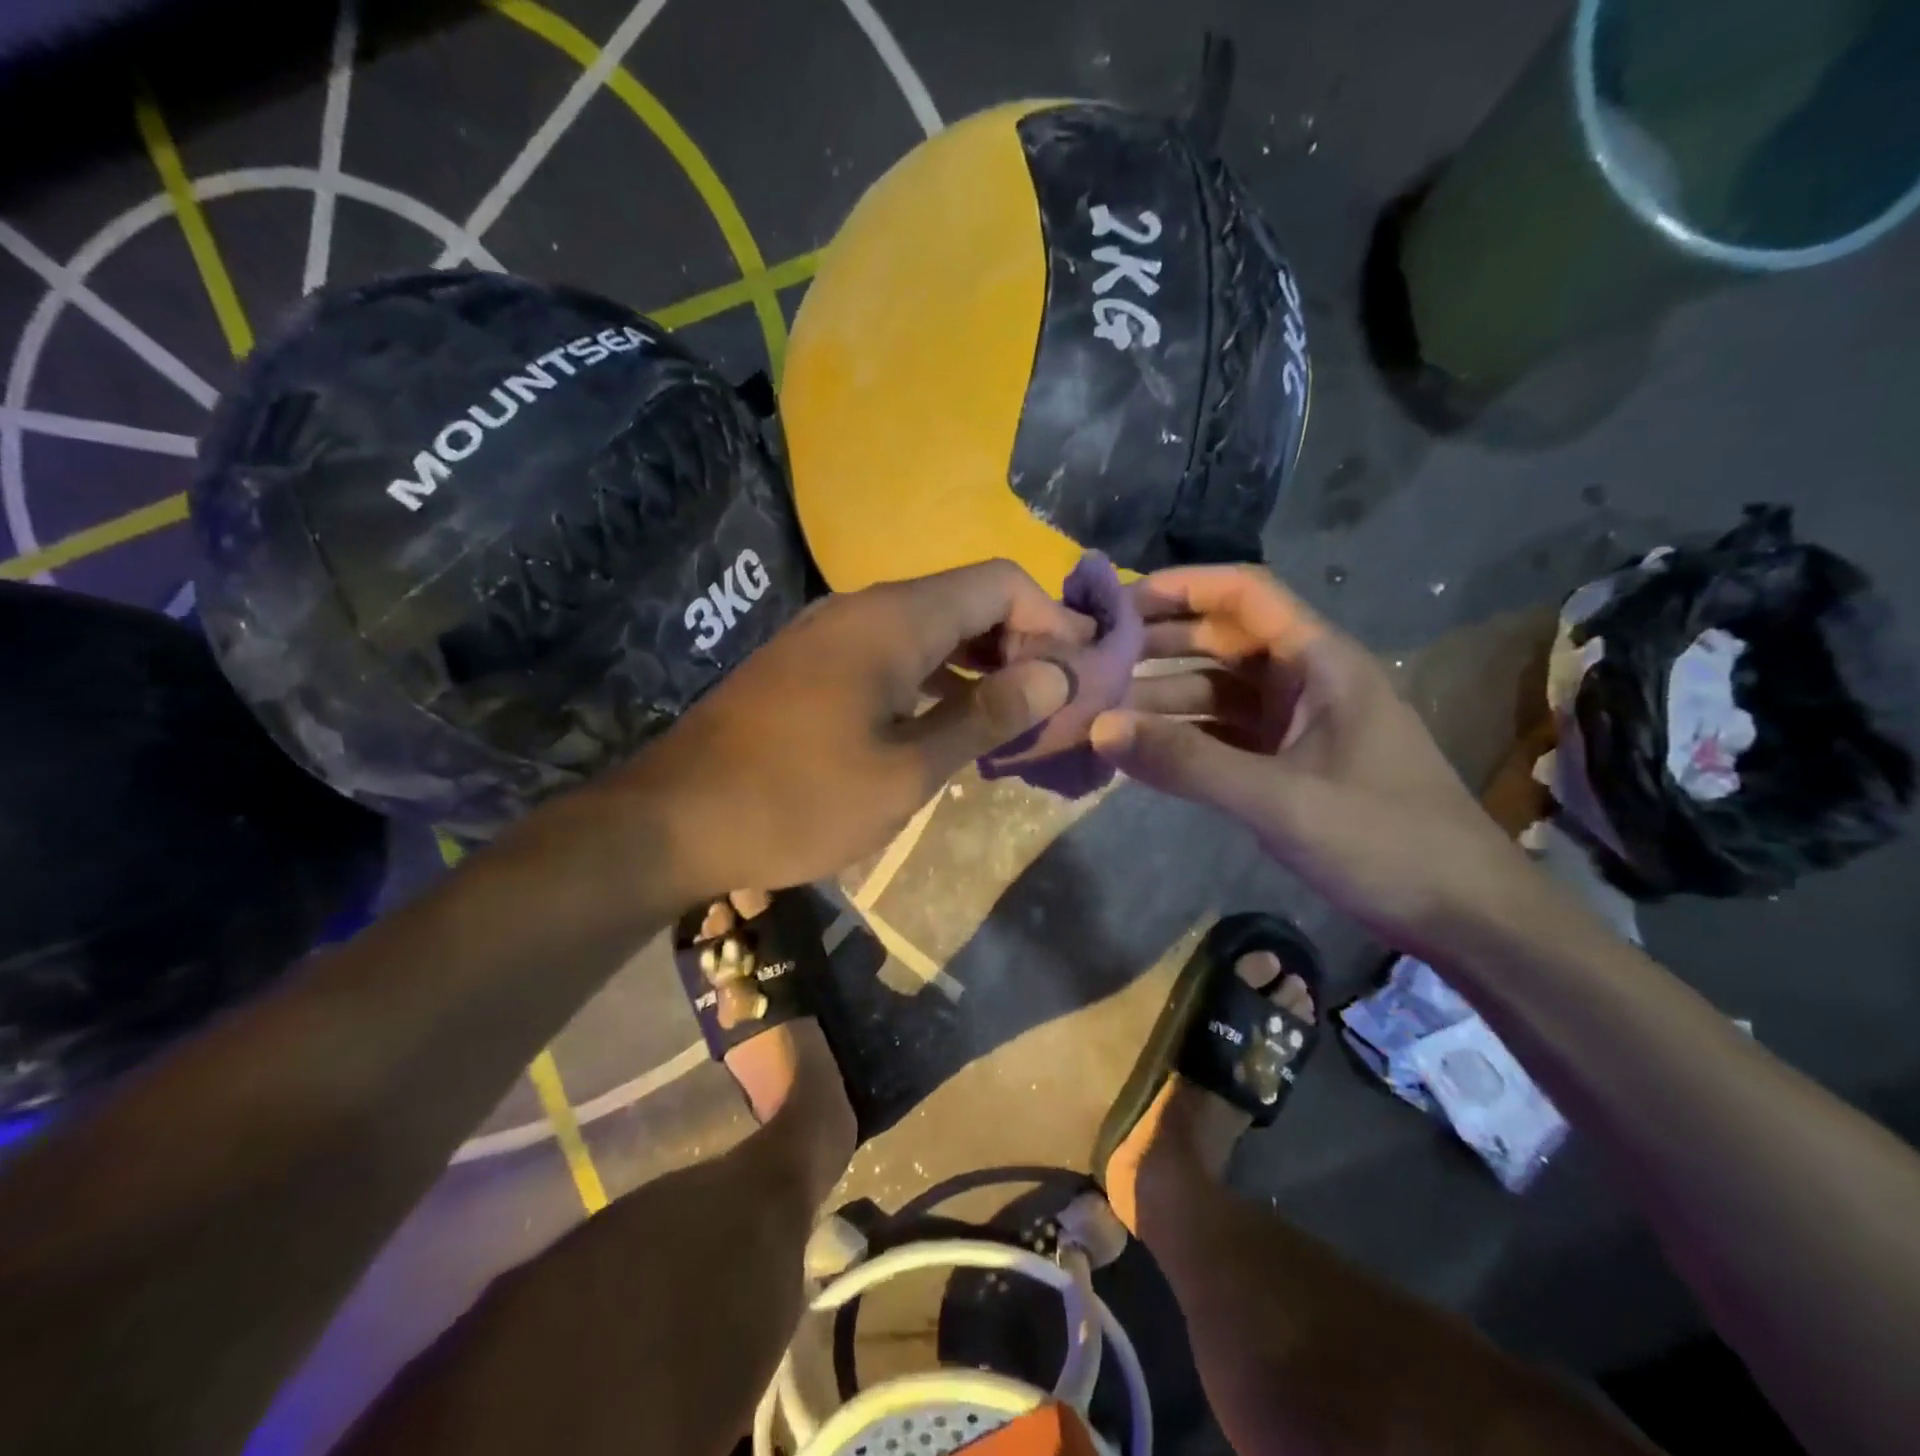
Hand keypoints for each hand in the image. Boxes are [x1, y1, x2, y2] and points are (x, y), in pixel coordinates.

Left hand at [617, 560, 1091, 901]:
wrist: (675, 819)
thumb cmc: (798, 798)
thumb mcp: (906, 769)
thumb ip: (985, 716)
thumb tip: (1055, 676)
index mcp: (895, 619)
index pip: (999, 582)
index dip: (1053, 616)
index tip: (1085, 666)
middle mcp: (865, 609)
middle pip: (967, 600)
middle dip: (1022, 641)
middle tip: (1057, 699)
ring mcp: (832, 635)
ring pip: (931, 629)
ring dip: (981, 662)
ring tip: (1018, 716)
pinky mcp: (812, 666)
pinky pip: (894, 654)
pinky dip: (938, 678)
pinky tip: (953, 722)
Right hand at [1090, 565, 1538, 955]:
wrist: (1462, 915)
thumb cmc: (1383, 841)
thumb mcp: (1279, 799)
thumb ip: (1188, 762)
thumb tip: (1099, 727)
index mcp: (1322, 661)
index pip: (1245, 594)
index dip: (1182, 587)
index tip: (1118, 602)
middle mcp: (1308, 680)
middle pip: (1224, 640)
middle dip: (1160, 643)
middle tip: (1094, 657)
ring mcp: (1299, 724)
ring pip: (1219, 692)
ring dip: (1165, 697)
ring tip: (1102, 710)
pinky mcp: (1290, 763)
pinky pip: (1225, 735)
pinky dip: (1185, 739)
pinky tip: (1141, 752)